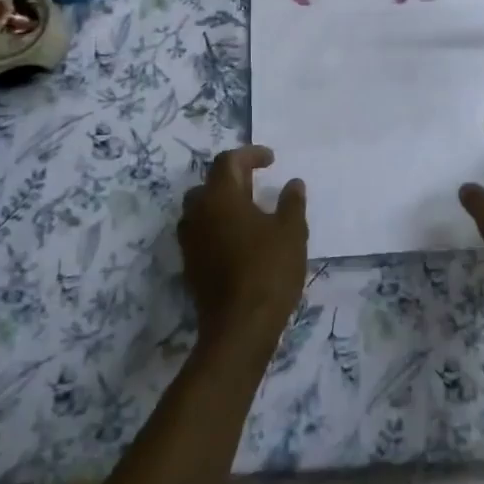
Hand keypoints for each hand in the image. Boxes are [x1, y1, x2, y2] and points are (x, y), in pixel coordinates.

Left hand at [179, 146, 307, 355]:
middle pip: (209, 183)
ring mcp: (190, 241)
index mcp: (220, 197)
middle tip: (258, 182)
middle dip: (233, 178)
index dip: (250, 155)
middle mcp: (197, 213)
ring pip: (201, 209)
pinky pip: (201, 232)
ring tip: (249, 210)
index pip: (228, 162)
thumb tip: (293, 183)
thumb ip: (292, 202)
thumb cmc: (268, 270)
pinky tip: (240, 239)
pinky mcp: (190, 265)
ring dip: (222, 203)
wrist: (239, 328)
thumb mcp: (291, 232)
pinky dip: (218, 226)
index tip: (271, 159)